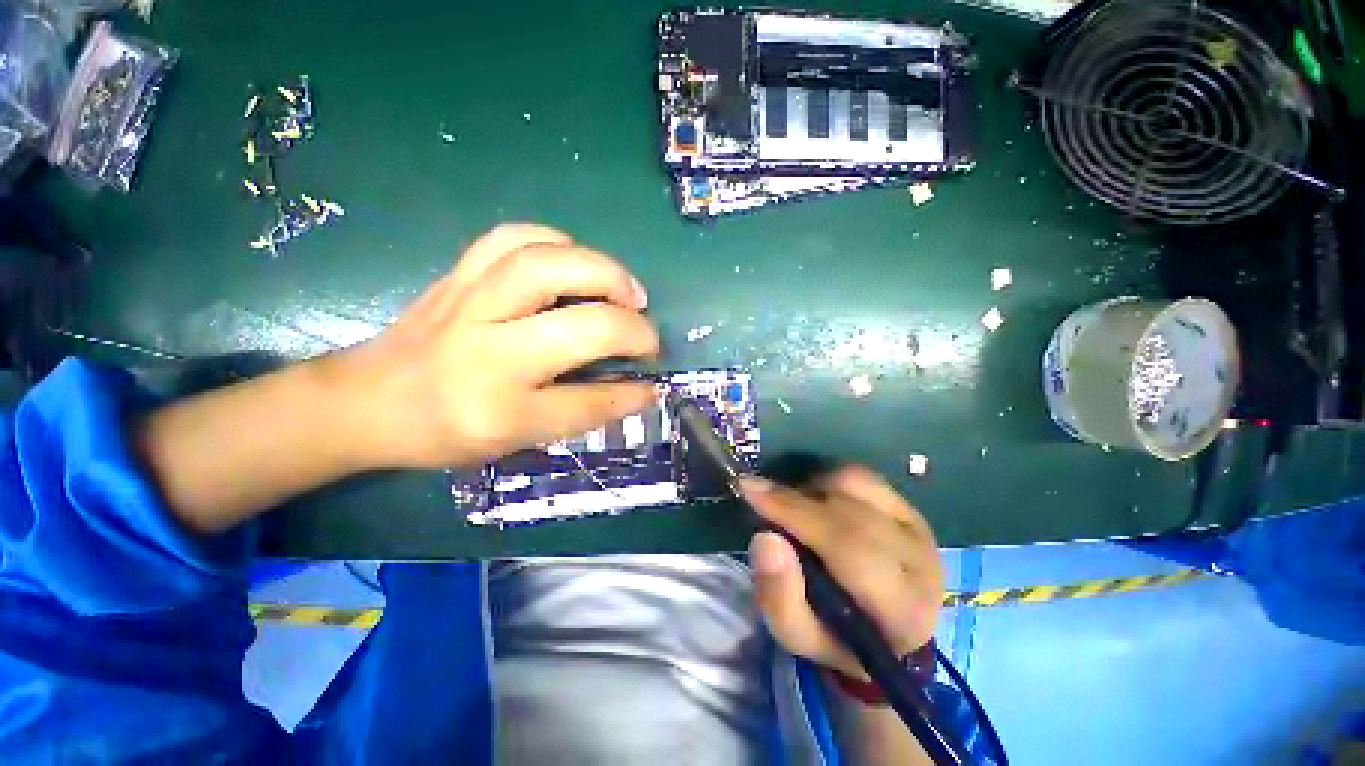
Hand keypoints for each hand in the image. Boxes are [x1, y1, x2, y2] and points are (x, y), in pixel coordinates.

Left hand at [340, 224, 659, 468]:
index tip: (653, 385)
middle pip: (582, 326)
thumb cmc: (445, 430)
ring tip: (626, 291)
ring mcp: (470, 303)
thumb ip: (580, 411)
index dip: (631, 394)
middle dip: (630, 327)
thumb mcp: (516, 438)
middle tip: (646, 332)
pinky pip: (513, 238)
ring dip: (604, 272)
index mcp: (499, 410)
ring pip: (549, 265)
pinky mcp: (460, 274)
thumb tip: (636, 389)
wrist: (368, 399)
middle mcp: (488, 353)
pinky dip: (557, 242)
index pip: (587, 401)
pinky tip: (575, 261)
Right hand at [741, 466, 943, 678]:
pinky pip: (862, 476)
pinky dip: (829, 480)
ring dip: (813, 489)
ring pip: (856, 484)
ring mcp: (917, 527)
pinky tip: (817, 500)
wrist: (887, 633)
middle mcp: (919, 561)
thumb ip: (779, 597)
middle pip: (850, 511)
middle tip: (759, 496)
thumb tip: (765, 538)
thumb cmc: (838, 638)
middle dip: (796, 499)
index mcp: (902, 609)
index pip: (847, 545)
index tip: (749, 490)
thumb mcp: (799, 637)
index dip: (795, 511)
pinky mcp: (909, 507)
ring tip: (794, 509)